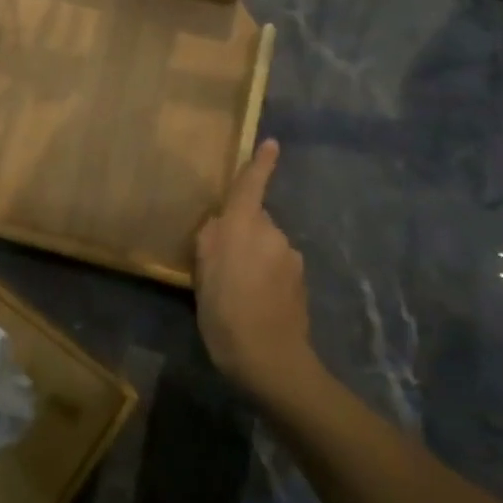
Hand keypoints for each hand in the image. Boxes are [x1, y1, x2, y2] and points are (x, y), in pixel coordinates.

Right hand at [194, 139, 312, 396]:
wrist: (270, 359)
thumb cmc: (225, 311)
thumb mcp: (201, 273)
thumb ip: (210, 240)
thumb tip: (221, 223)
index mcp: (243, 226)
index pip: (252, 186)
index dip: (261, 164)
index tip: (273, 144)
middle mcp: (272, 234)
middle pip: (254, 220)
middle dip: (241, 232)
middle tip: (219, 263)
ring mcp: (291, 258)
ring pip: (266, 245)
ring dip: (253, 256)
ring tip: (235, 288)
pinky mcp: (301, 282)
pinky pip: (277, 266)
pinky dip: (265, 275)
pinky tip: (254, 301)